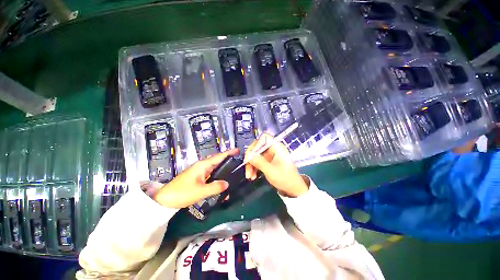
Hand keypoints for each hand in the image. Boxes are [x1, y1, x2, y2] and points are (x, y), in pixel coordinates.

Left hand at [153, 149, 238, 207]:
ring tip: (233, 170)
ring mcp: (199, 172)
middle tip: (238, 161)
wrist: (165, 200)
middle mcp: (202, 166)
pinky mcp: (198, 178)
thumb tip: (227, 183)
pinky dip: (218, 177)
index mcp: (202, 165)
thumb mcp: (200, 191)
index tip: (237, 150)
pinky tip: (222, 182)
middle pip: (217, 161)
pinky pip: (211, 175)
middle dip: (228, 160)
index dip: (228, 153)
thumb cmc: (181, 193)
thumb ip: (215, 187)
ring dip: (223, 169)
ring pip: (215, 168)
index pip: (218, 157)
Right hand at [245, 134, 308, 196]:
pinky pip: (258, 161)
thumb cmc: (285, 178)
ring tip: (249, 176)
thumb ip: (259, 162)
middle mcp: (273, 149)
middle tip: (247, 168)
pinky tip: (252, 176)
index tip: (251, 155)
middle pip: (257, 147)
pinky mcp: (268, 162)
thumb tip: (248, 155)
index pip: (264, 137)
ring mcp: (270, 155)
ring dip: (251, 165)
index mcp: (276, 147)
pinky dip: (254, 168)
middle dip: (251, 158)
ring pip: (256, 155)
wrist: (293, 189)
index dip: (256, 144)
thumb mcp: (270, 170)